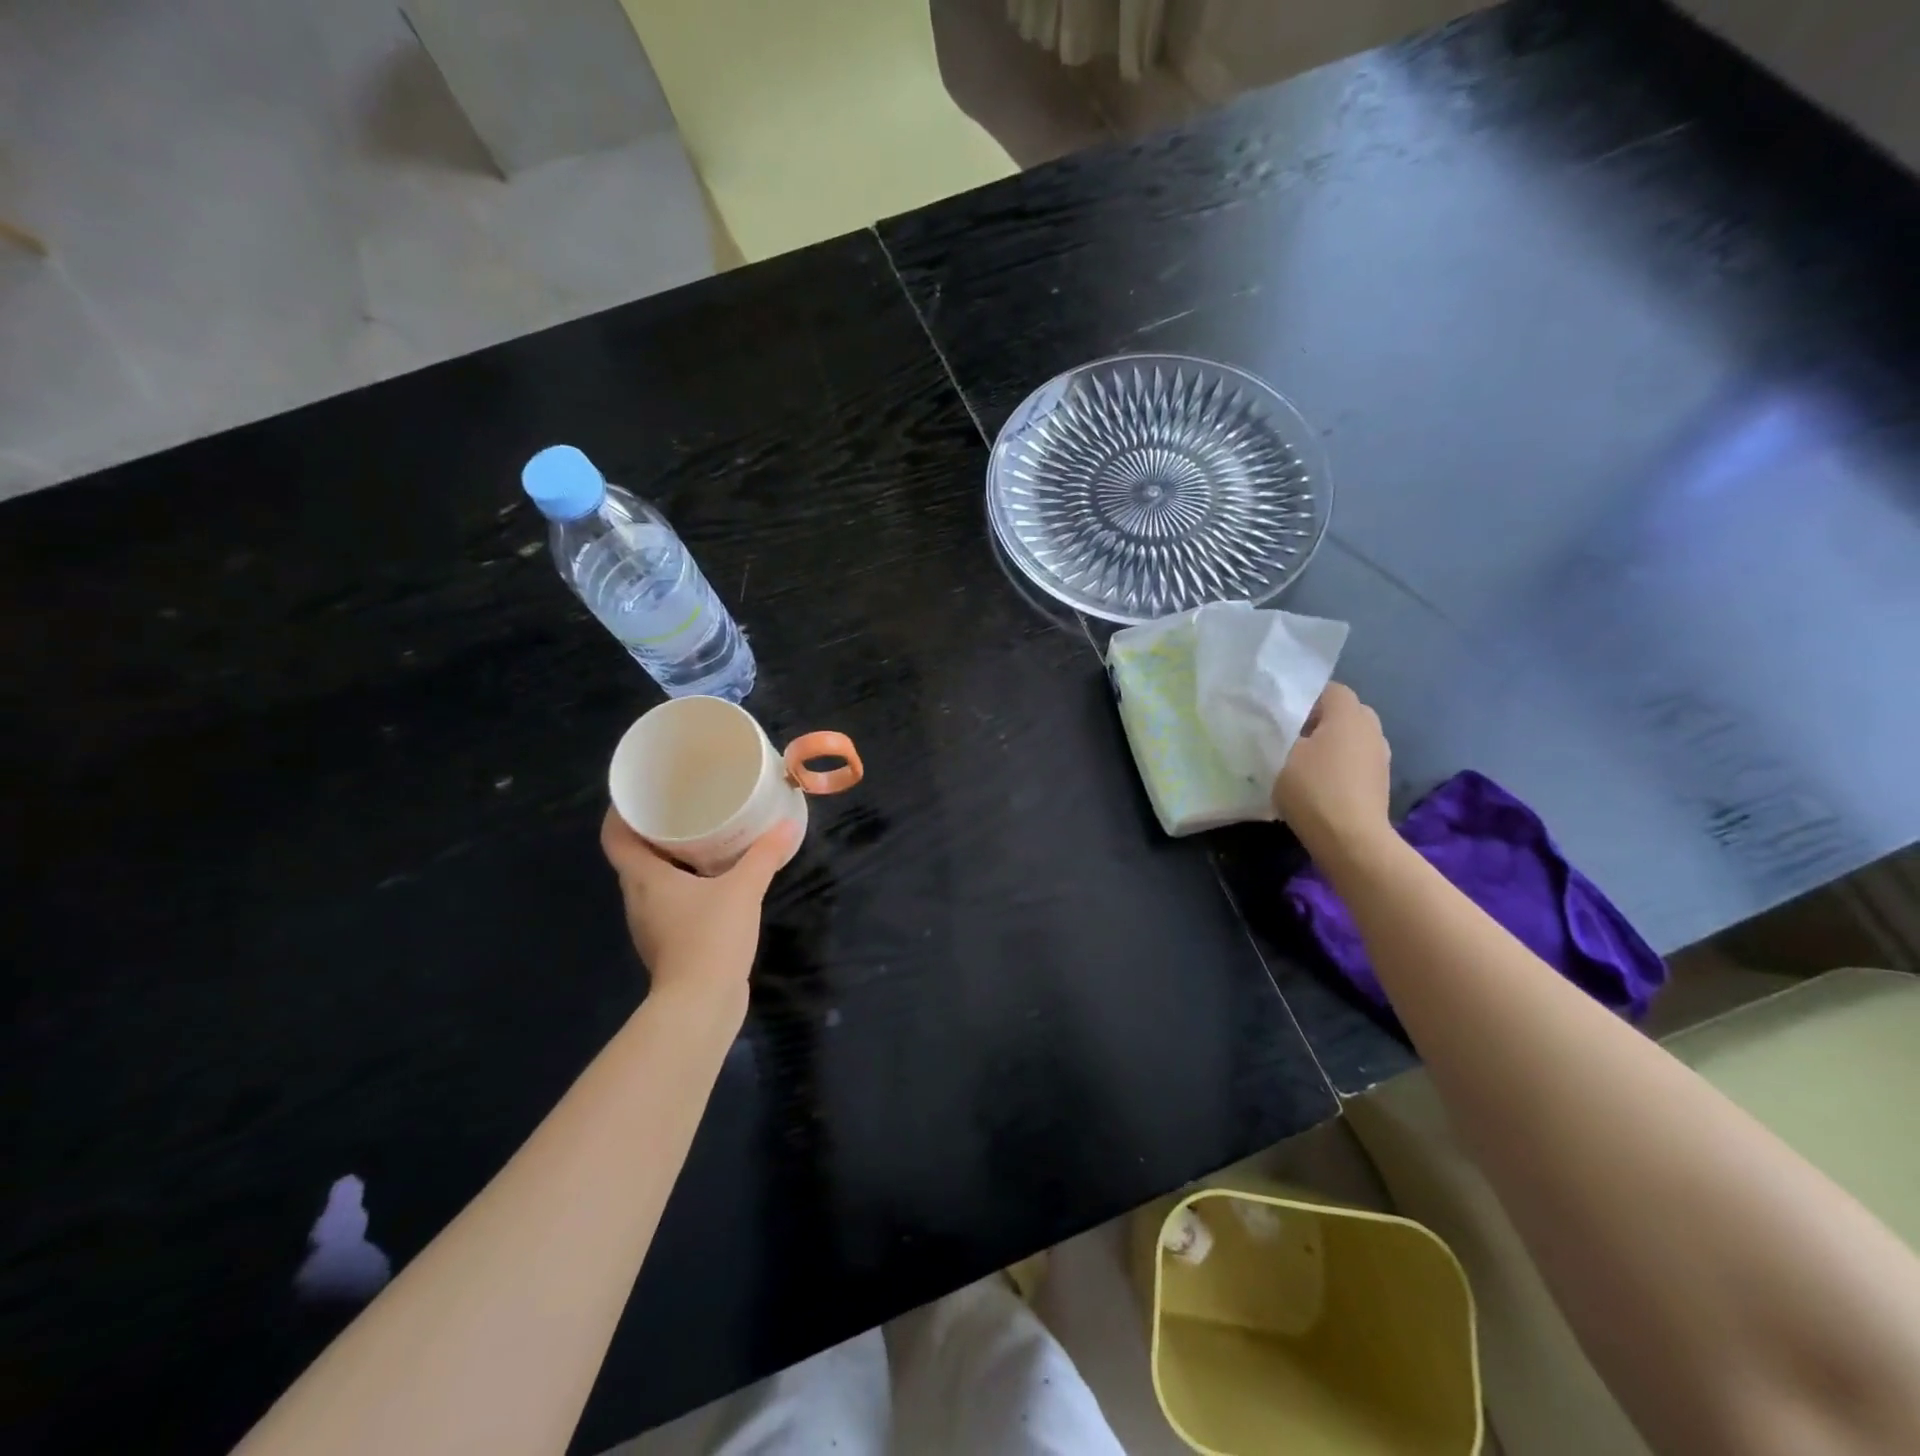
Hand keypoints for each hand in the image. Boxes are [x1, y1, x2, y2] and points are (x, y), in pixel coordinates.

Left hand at [600, 808, 801, 992]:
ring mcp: (651, 925)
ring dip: (669, 860)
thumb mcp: (743, 889)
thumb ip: (764, 855)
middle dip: (652, 831)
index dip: (620, 812)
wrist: (701, 1005)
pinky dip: (684, 885)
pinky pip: (669, 902)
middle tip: (682, 806)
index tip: (640, 792)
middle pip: (633, 857)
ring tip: (700, 838)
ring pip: (652, 881)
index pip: (615, 837)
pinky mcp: (668, 944)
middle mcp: (638, 899)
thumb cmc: (710, 937)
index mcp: (643, 879)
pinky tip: (713, 881)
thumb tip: (787, 825)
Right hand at [1272, 682, 1391, 852]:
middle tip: (1290, 735)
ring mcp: (1380, 756)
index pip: (1330, 689)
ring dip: (1330, 743)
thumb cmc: (1314, 789)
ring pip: (1351, 737)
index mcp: (1349, 715)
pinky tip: (1318, 781)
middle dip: (1319, 719)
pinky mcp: (1380, 781)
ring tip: (1302, 761)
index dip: (1304, 697)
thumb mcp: (1281, 755)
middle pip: (1344, 712)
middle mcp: (1371, 729)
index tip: (1280, 715)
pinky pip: (1356, 759)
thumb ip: (1277, 731)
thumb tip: (1275, 723)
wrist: (1351, 840)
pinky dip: (1339, 763)